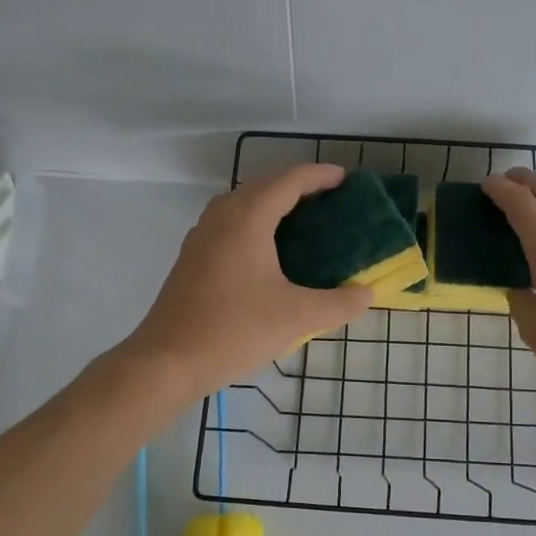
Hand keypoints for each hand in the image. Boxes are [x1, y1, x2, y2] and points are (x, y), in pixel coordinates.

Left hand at [122, 163, 371, 396]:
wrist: (168, 361)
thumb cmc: (234, 330)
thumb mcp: (296, 318)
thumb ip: (337, 304)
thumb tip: (366, 294)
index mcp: (247, 218)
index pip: (288, 181)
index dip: (318, 175)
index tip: (344, 178)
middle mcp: (221, 217)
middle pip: (263, 186)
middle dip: (296, 186)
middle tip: (328, 199)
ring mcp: (201, 237)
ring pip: (242, 204)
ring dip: (272, 203)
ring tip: (301, 221)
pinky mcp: (192, 258)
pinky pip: (228, 224)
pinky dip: (254, 223)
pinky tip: (267, 251)